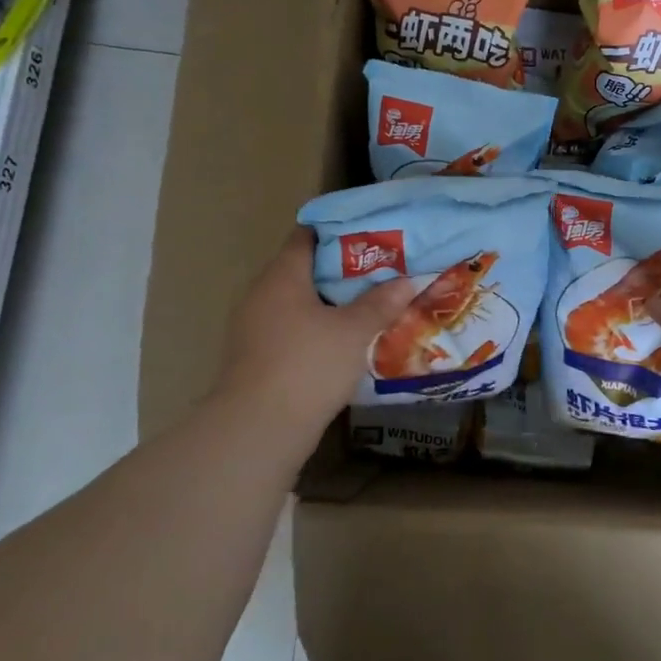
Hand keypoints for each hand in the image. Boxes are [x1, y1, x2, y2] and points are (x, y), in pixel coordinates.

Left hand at [211, 229, 415, 442]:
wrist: (259, 427)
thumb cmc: (308, 365)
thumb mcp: (354, 332)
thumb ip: (380, 304)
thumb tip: (406, 281)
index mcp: (282, 276)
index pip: (306, 237)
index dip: (338, 232)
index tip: (371, 236)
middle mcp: (262, 294)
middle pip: (304, 270)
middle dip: (341, 271)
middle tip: (381, 272)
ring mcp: (255, 327)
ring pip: (299, 303)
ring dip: (330, 304)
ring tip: (369, 306)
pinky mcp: (257, 357)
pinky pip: (292, 330)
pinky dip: (317, 329)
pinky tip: (344, 342)